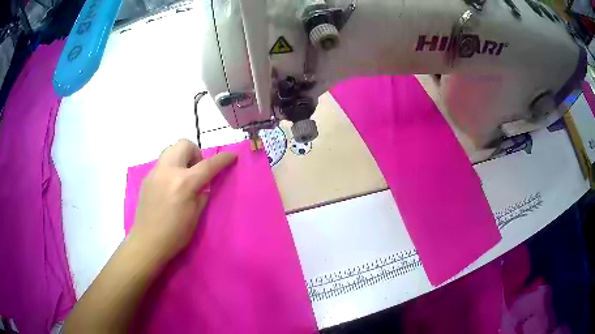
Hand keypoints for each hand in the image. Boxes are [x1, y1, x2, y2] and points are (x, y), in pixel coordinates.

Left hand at [129, 139, 236, 261]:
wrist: (147, 241)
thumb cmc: (175, 234)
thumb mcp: (195, 216)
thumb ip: (202, 195)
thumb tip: (203, 185)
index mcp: (184, 183)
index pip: (208, 165)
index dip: (223, 159)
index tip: (232, 156)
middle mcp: (168, 171)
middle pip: (185, 144)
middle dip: (196, 153)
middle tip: (197, 171)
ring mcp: (155, 172)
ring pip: (171, 149)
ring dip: (182, 157)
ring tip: (183, 176)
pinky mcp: (147, 178)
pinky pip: (162, 163)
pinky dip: (171, 167)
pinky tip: (170, 186)